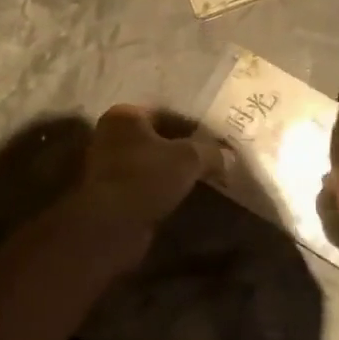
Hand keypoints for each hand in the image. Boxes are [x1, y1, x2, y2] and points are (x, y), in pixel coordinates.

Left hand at [64, 105, 223, 269]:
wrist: (111, 226)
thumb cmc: (146, 178)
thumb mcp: (189, 158)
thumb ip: (211, 152)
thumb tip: (229, 156)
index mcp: (124, 116)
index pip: (167, 113)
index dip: (194, 127)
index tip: (216, 141)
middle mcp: (112, 135)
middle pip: (158, 138)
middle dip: (184, 149)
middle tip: (213, 159)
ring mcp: (109, 165)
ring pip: (152, 163)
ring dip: (174, 171)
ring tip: (204, 179)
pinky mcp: (112, 193)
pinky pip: (146, 184)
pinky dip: (164, 189)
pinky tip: (184, 196)